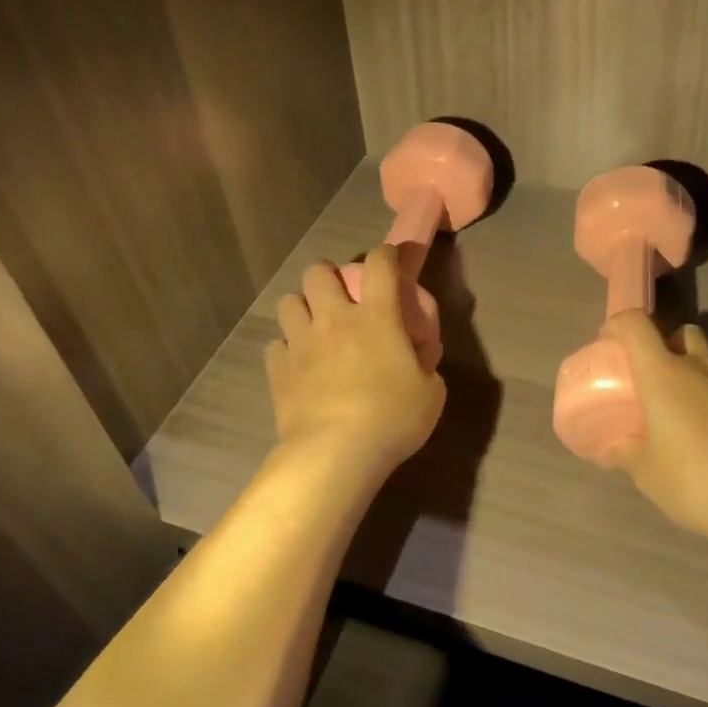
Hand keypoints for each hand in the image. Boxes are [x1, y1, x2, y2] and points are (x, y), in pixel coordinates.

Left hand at [267, 245, 446, 480]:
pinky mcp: (278, 369)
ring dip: (302, 307)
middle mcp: (335, 319)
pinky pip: (276, 344)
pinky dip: (286, 349)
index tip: (392, 259)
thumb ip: (426, 364)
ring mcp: (302, 342)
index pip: (381, 264)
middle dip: (328, 276)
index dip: (388, 254)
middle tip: (340, 296)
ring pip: (288, 302)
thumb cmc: (392, 419)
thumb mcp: (431, 392)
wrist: (334, 452)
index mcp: (378, 316)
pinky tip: (297, 364)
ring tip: (313, 326)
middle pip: (318, 273)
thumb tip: (420, 353)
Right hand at [598, 311, 707, 547]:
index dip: (620, 325)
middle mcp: (703, 369)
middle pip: (685, 333)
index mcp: (665, 375)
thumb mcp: (648, 475)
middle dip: (670, 345)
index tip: (611, 343)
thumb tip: (610, 450)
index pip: (637, 325)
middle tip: (658, 379)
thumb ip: (626, 454)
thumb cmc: (696, 481)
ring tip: (693, 423)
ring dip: (701, 382)